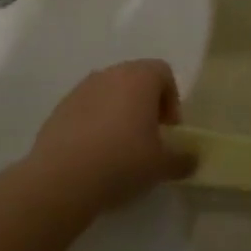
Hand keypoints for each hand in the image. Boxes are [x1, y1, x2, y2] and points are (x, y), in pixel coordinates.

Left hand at [29, 60, 194, 207]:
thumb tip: (191, 158)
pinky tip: (94, 154)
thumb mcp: (161, 165)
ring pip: (108, 93)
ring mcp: (80, 89)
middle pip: (135, 80)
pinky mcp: (58, 109)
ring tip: (120, 148)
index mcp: (138, 78)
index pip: (163, 73)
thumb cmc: (122, 161)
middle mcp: (109, 74)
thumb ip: (182, 159)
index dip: (171, 100)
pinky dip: (94, 124)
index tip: (168, 130)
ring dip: (118, 113)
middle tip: (148, 138)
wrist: (61, 178)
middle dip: (145, 105)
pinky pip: (86, 109)